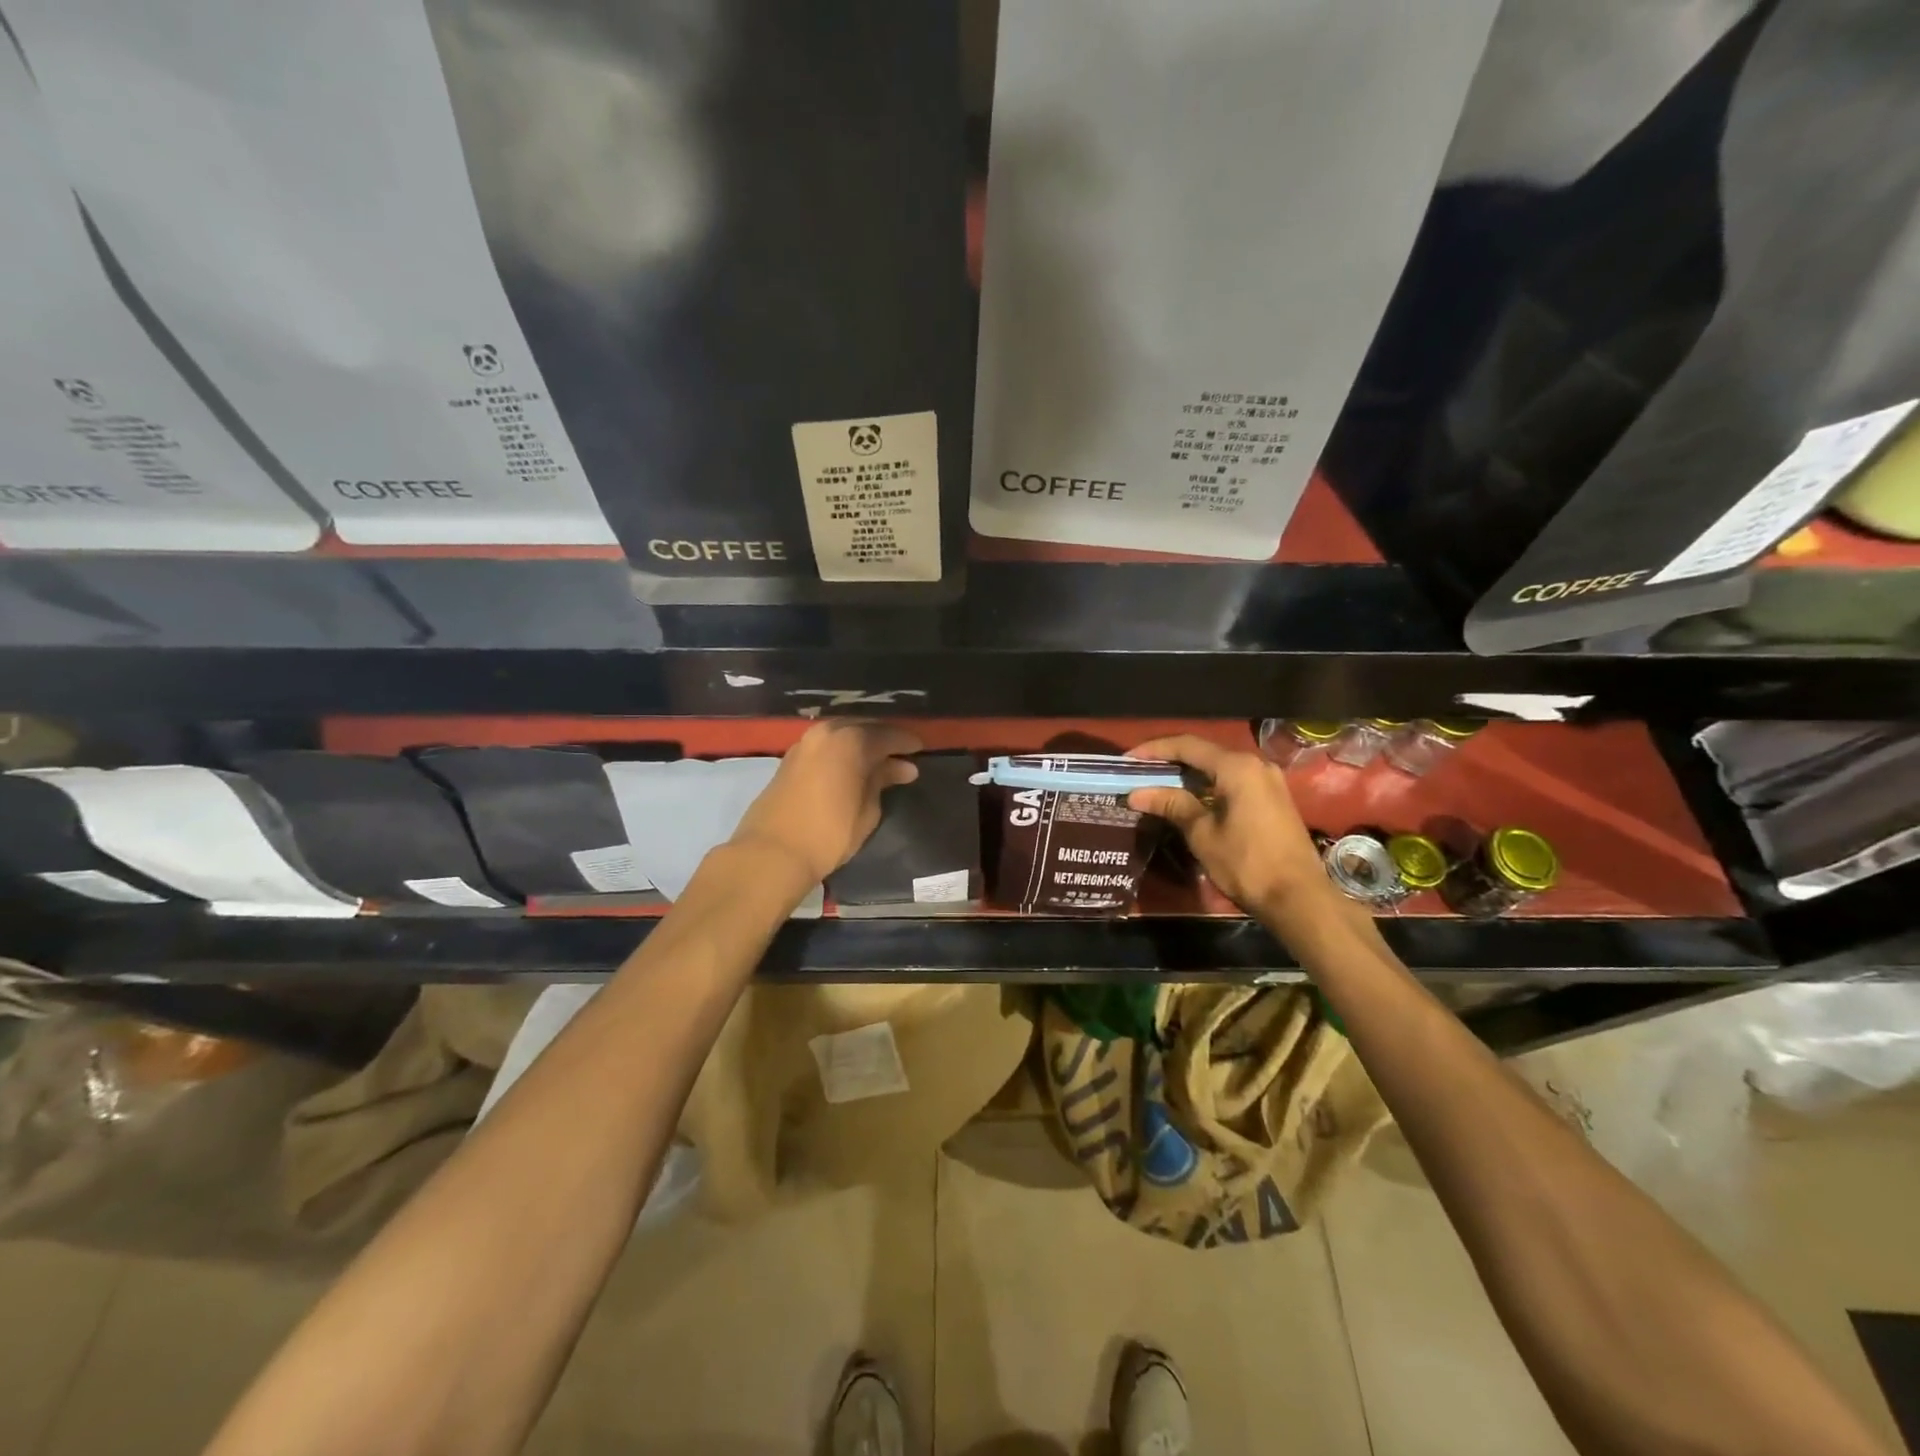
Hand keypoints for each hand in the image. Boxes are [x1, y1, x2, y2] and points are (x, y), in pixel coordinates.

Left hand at [729, 719, 923, 885]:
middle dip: (884, 738)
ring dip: (861, 742)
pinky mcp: (790, 757)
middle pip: (863, 727)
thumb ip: (883, 781)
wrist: (772, 852)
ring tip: (877, 759)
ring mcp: (805, 742)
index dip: (906, 742)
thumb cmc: (829, 833)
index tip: (921, 750)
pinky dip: (842, 749)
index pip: (888, 735)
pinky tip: (851, 764)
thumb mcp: (867, 810)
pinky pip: (826, 743)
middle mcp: (827, 732)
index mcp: (851, 741)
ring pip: (842, 732)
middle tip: (901, 753)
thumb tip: (902, 767)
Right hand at [1126, 734, 1333, 924]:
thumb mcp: (1202, 834)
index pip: (1187, 746)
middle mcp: (1255, 764)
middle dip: (1169, 761)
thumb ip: (1172, 805)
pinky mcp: (1273, 799)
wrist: (1298, 898)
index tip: (1128, 761)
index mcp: (1237, 767)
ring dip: (1188, 775)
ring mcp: (1268, 781)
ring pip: (1219, 768)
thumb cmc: (1246, 863)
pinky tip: (1189, 800)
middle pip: (1204, 753)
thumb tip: (1137, 793)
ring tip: (1157, 786)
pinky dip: (1207, 786)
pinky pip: (1233, 781)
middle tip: (1139, 773)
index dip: (1154, 750)